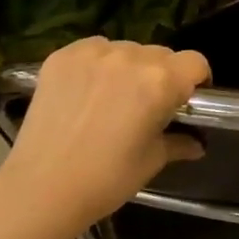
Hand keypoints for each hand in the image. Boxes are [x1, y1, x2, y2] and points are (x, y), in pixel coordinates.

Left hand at [0, 37, 209, 230]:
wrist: (41, 188)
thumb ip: (179, 142)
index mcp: (160, 81)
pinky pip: (94, 50)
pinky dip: (98, 64)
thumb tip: (196, 143)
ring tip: (113, 98)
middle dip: (162, 75)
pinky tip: (87, 91)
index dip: (197, 80)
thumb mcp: (152, 161)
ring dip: (129, 68)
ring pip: (127, 50)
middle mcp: (130, 57)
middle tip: (148, 104)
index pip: (195, 62)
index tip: (187, 99)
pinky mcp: (62, 56)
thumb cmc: (107, 179)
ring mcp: (93, 53)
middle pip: (161, 54)